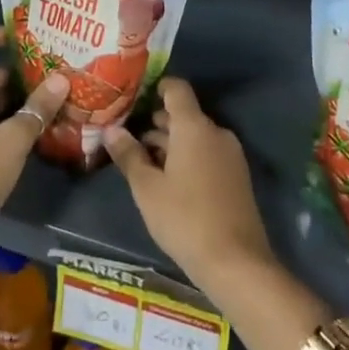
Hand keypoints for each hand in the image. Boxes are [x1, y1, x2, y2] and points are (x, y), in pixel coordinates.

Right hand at [102, 78, 272, 299]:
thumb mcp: (147, 189)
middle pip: (185, 114)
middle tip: (129, 137)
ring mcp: (230, 154)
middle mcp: (215, 131)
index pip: (177, 89)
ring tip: (143, 162)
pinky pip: (208, 153)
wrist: (236, 261)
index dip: (157, 88)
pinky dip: (188, 157)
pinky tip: (169, 181)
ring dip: (171, 143)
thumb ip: (129, 155)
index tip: (135, 98)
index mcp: (194, 126)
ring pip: (196, 136)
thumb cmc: (184, 218)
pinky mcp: (236, 175)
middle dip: (158, 122)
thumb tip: (112, 130)